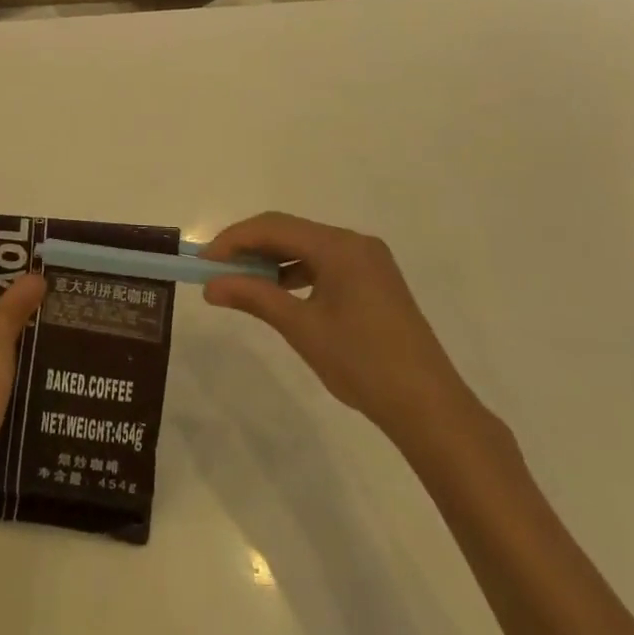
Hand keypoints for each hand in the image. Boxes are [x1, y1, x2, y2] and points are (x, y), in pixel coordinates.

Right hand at [202, 212, 472, 439]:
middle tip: (217, 271)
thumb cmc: (362, 363)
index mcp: (340, 246)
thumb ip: (254, 297)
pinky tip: (279, 293)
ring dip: (272, 260)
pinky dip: (297, 273)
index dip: (234, 239)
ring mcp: (368, 261)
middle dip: (250, 248)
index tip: (204, 261)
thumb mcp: (301, 328)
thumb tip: (211, 285)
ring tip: (242, 283)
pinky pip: (325, 263)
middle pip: (290, 232)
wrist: (429, 408)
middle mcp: (355, 243)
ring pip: (307, 247)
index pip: (274, 227)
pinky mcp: (374, 281)